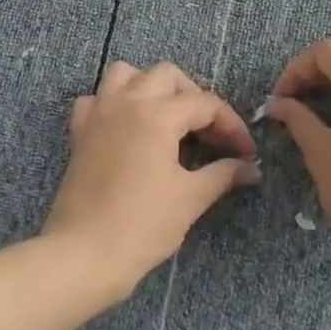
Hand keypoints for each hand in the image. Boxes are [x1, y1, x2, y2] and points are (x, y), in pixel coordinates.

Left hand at [45, 60, 260, 299]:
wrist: (83, 254)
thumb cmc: (143, 225)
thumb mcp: (190, 198)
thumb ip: (223, 174)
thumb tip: (250, 168)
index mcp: (157, 114)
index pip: (206, 103)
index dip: (232, 125)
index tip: (246, 153)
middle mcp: (126, 102)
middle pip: (168, 76)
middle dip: (194, 97)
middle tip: (209, 133)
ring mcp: (98, 113)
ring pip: (126, 74)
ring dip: (151, 87)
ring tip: (168, 118)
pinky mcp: (79, 133)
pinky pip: (96, 99)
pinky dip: (113, 103)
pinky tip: (126, 128)